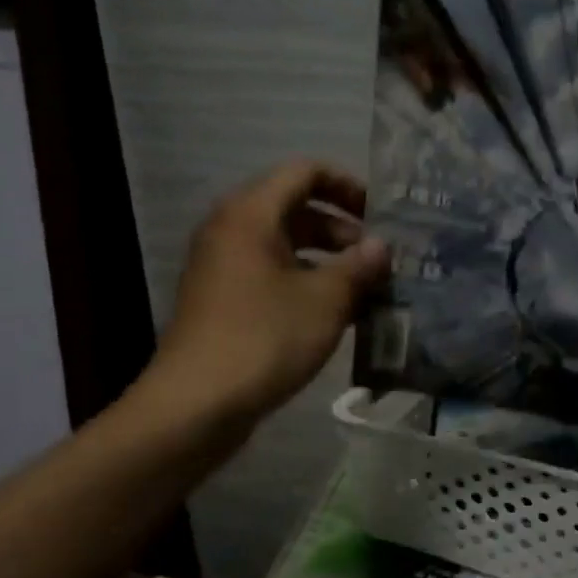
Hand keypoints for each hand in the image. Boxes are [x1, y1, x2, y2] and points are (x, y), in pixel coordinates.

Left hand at [141, 160, 388, 429]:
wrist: (196, 405)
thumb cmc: (265, 339)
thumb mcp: (325, 301)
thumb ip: (358, 267)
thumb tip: (381, 247)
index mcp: (251, 215)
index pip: (304, 172)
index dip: (347, 185)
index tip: (380, 216)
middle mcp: (232, 231)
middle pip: (295, 209)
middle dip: (342, 230)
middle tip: (378, 260)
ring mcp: (224, 267)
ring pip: (286, 246)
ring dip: (328, 261)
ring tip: (366, 290)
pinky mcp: (224, 301)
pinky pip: (272, 275)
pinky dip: (306, 284)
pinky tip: (338, 316)